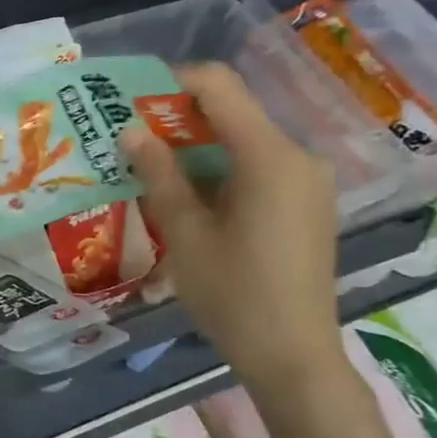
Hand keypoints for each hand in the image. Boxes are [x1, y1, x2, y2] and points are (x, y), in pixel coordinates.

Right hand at [119, 64, 346, 394]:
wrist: (292, 355)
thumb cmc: (233, 293)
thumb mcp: (185, 232)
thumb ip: (159, 174)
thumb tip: (132, 130)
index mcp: (269, 156)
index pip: (220, 87)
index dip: (172, 82)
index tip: (130, 102)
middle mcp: (297, 157)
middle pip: (232, 113)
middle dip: (177, 119)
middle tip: (129, 141)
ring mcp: (307, 182)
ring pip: (242, 142)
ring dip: (195, 148)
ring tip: (149, 171)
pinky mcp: (306, 205)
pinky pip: (257, 168)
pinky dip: (219, 171)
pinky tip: (187, 199)